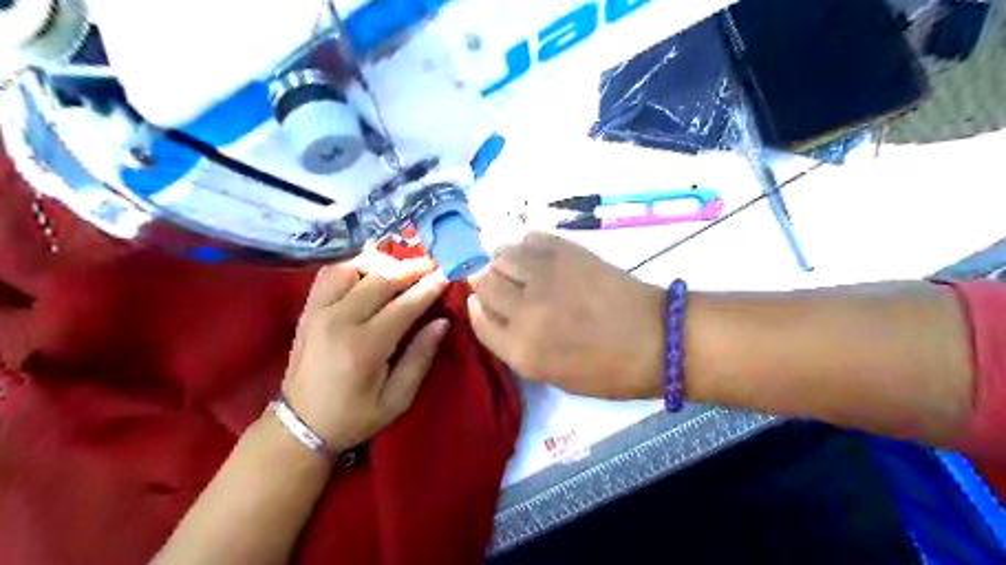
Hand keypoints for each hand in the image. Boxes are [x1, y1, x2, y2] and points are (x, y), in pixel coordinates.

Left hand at [287, 255, 451, 454]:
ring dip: (381, 262)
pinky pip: (331, 272)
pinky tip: (371, 271)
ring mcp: (318, 311)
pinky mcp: (308, 309)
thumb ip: (420, 358)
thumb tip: (442, 322)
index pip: (403, 306)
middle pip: (380, 279)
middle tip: (433, 264)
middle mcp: (338, 321)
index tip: (447, 274)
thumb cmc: (353, 417)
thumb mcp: (396, 399)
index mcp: (363, 347)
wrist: (299, 426)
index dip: (428, 288)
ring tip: (401, 269)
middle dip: (411, 268)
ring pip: (352, 267)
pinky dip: (354, 264)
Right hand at [470, 232, 666, 399]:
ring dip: (505, 262)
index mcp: (521, 350)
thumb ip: (515, 347)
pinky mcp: (566, 251)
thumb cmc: (608, 369)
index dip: (478, 308)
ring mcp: (545, 276)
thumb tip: (492, 313)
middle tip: (506, 285)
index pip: (478, 318)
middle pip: (484, 282)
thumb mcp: (552, 376)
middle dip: (488, 283)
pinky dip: (527, 245)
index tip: (484, 303)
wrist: (656, 339)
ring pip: (501, 255)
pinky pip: (530, 238)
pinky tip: (539, 256)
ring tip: (521, 268)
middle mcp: (524, 310)